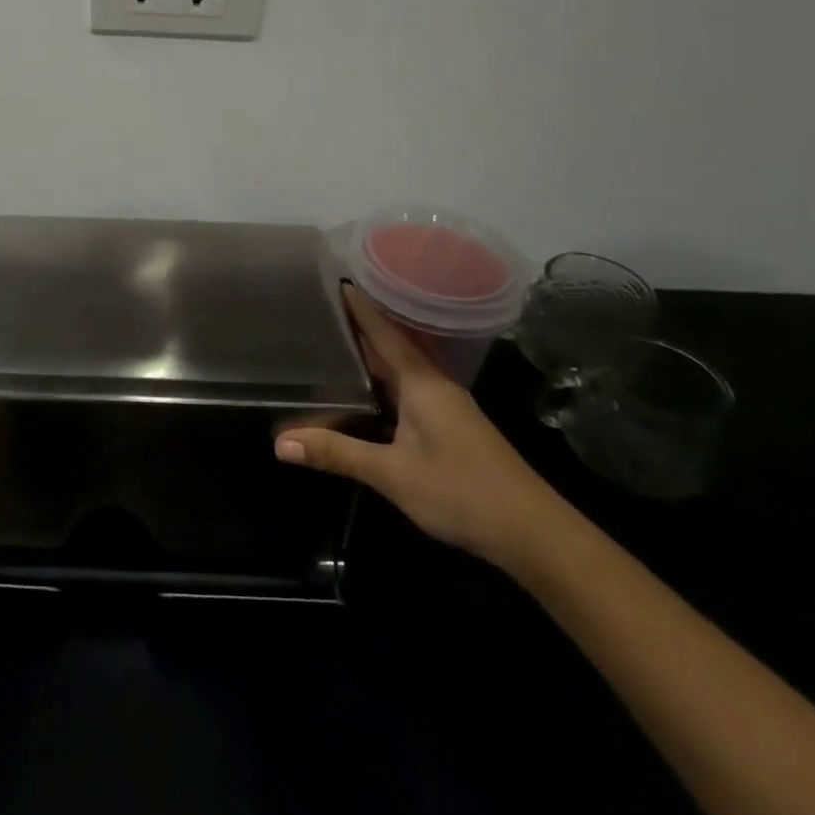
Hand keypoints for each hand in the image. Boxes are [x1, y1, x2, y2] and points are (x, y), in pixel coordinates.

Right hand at [276, 284, 571, 575]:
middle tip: (318, 314)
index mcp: (422, 382)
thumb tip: (280, 443)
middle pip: (390, 348)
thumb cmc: (461, 491)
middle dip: (357, 330)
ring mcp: (445, 408)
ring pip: (399, 373)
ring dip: (369, 359)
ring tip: (331, 347)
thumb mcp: (392, 474)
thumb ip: (337, 454)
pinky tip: (362, 397)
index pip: (383, 332)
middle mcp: (434, 386)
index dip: (359, 307)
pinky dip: (381, 387)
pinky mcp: (450, 429)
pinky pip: (407, 393)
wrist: (534, 534)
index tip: (332, 280)